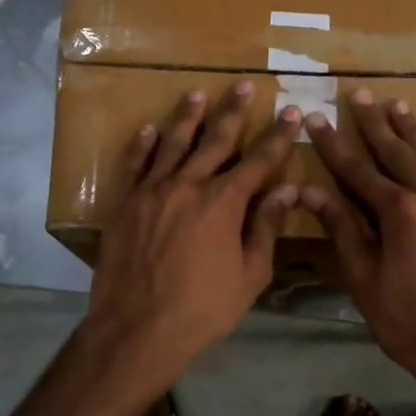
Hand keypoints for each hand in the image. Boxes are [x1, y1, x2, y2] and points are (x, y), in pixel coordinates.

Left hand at [85, 83, 301, 387]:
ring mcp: (152, 191)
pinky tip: (149, 130)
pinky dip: (143, 145)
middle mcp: (188, 185)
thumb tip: (288, 190)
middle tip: (243, 85)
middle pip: (215, 140)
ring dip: (188, 117)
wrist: (136, 329)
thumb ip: (266, 228)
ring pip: (173, 144)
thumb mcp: (249, 275)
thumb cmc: (202, 309)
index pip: (258, 160)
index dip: (277, 136)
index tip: (290, 112)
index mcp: (223, 203)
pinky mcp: (125, 203)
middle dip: (233, 112)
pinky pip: (136, 165)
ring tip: (197, 94)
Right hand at [301, 90, 415, 413]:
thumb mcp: (364, 281)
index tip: (315, 118)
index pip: (357, 169)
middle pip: (398, 152)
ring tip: (397, 105)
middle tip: (360, 94)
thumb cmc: (410, 322)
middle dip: (375, 123)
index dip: (333, 144)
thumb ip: (341, 230)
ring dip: (412, 131)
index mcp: (399, 212)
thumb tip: (311, 192)